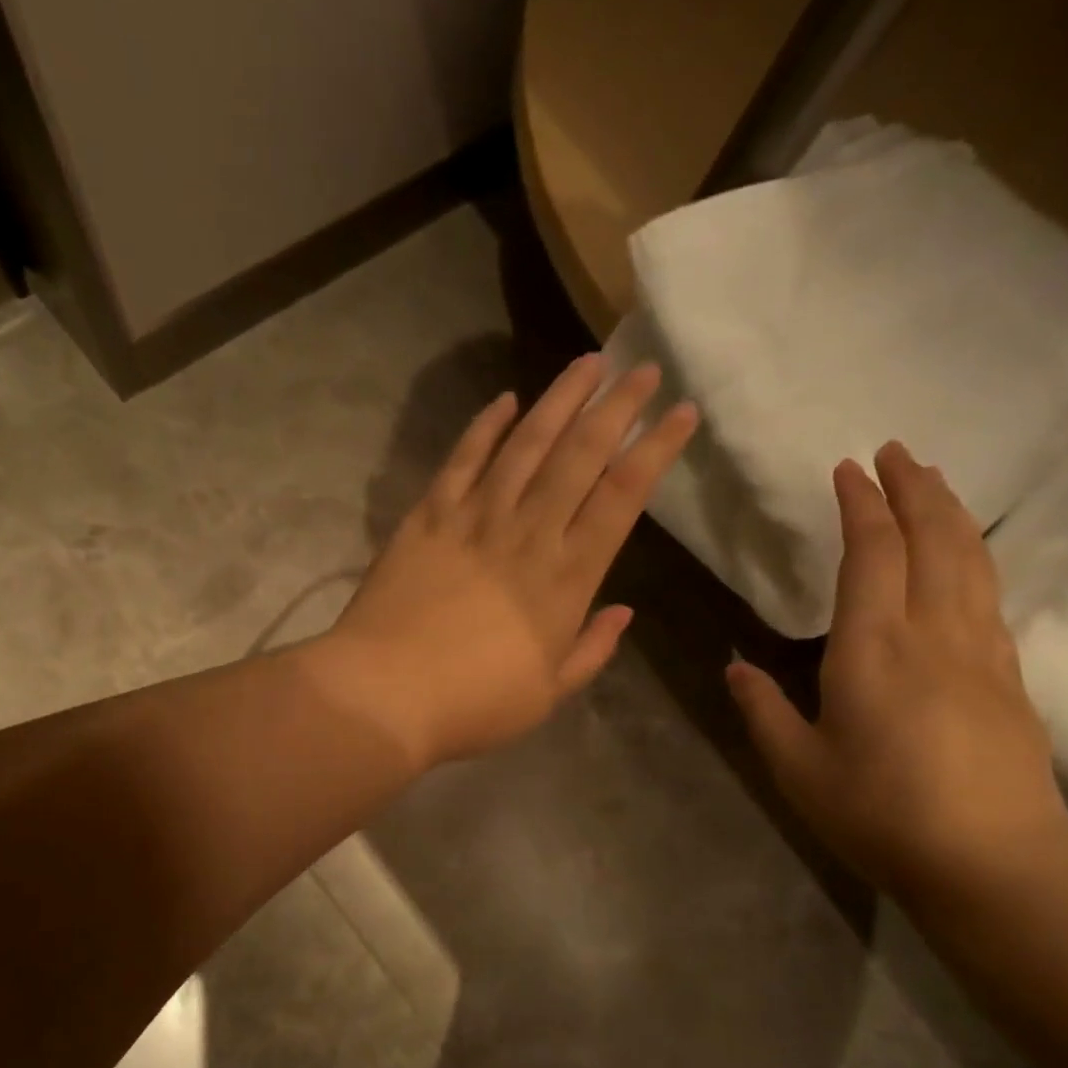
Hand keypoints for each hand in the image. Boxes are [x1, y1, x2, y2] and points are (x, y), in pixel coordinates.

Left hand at [321, 353, 697, 766]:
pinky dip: (485, 427)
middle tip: (643, 369)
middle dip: (617, 407)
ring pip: (526, 443)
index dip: (656, 450)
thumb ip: (591, 650)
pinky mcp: (427, 517)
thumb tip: (624, 612)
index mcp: (566, 578)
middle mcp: (527, 533)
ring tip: (588, 364)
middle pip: (581, 455)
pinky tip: (505, 401)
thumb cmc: (473, 704)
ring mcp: (474, 519)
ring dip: (560, 399)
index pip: (622, 497)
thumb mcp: (548, 693)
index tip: (681, 412)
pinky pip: (462, 460)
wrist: (385, 694)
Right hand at [727, 442, 1067, 900]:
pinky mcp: (1008, 678)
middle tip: (896, 451)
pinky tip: (965, 559)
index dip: (860, 506)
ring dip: (951, 512)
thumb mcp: (798, 769)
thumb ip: (763, 711)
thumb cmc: (879, 814)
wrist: (993, 863)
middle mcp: (933, 634)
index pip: (871, 555)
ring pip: (972, 560)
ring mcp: (980, 653)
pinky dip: (973, 557)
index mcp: (873, 649)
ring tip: (933, 482)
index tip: (847, 469)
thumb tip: (735, 668)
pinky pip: (989, 595)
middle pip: (934, 540)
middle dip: (914, 488)